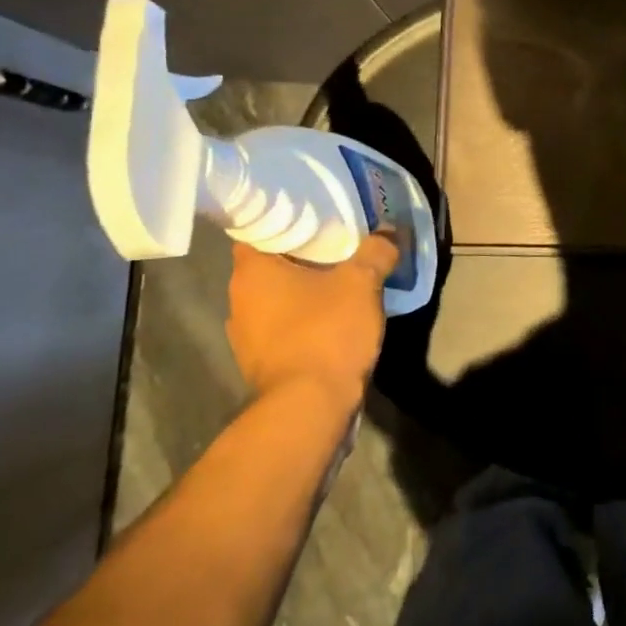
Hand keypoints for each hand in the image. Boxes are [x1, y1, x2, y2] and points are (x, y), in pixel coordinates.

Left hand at [225, 234, 397, 403]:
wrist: (310, 408)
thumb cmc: (326, 333)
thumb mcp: (362, 282)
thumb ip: (376, 251)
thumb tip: (387, 231)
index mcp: (252, 272)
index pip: (259, 229)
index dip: (286, 220)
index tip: (316, 216)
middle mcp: (238, 300)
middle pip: (270, 265)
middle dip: (302, 256)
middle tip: (337, 245)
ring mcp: (245, 337)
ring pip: (276, 299)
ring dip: (303, 292)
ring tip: (339, 283)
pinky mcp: (261, 365)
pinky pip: (283, 329)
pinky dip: (304, 322)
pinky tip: (332, 322)